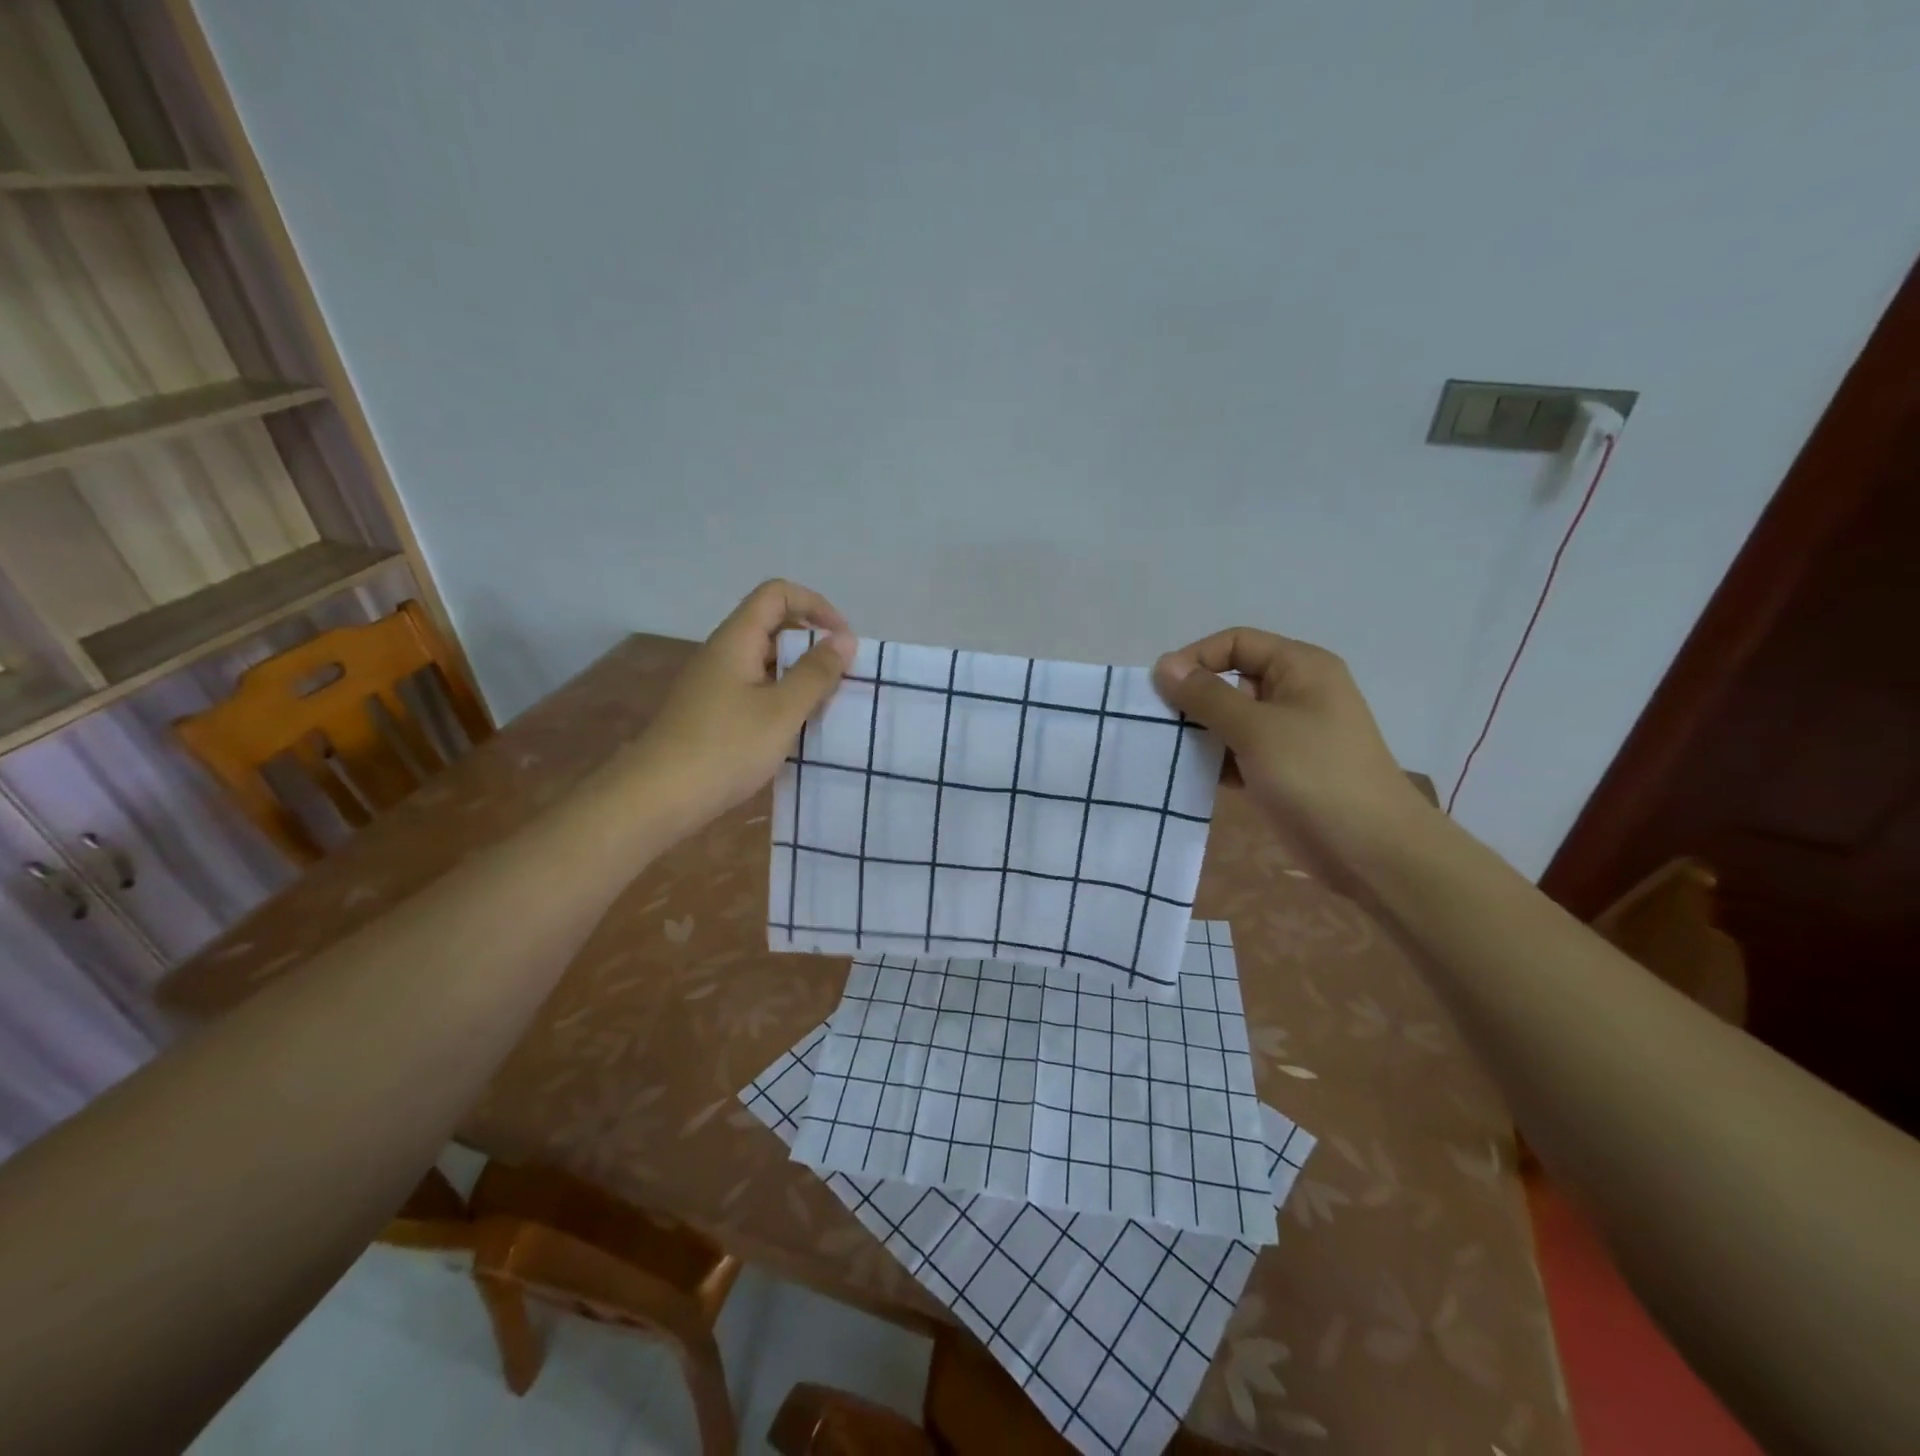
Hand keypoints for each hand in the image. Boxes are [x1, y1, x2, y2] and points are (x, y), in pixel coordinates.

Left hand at [625, 580, 854, 838]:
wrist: (658, 797)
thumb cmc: (726, 747)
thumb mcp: (782, 710)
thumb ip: (816, 673)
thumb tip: (844, 639)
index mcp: (736, 640)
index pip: (777, 594)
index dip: (815, 605)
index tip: (843, 641)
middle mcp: (723, 653)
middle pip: (772, 625)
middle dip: (812, 643)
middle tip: (842, 677)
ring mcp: (714, 684)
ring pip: (766, 662)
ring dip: (800, 675)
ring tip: (826, 705)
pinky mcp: (713, 713)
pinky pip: (756, 690)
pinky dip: (782, 699)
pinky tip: (796, 729)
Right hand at [1152, 628, 1427, 862]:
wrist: (1371, 850)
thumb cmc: (1315, 776)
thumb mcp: (1256, 729)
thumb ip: (1207, 696)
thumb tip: (1164, 666)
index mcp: (1300, 668)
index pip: (1237, 643)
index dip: (1196, 658)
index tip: (1160, 690)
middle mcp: (1296, 693)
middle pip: (1232, 680)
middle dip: (1194, 699)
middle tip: (1158, 724)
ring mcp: (1290, 734)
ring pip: (1232, 720)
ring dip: (1201, 734)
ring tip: (1168, 753)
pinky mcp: (1283, 770)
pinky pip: (1239, 753)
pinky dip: (1215, 761)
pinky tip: (1189, 777)